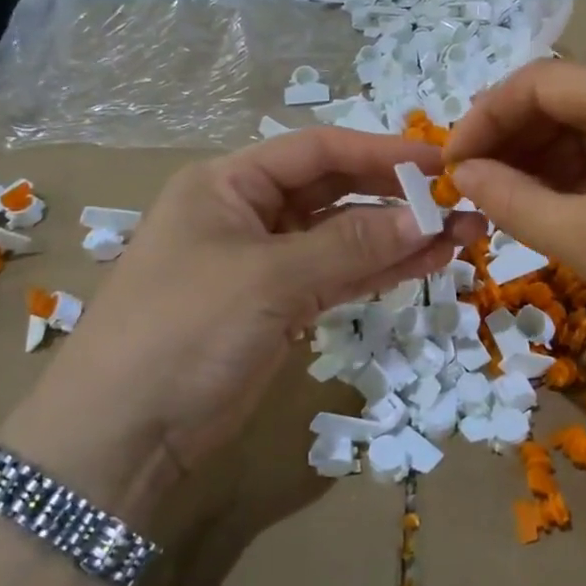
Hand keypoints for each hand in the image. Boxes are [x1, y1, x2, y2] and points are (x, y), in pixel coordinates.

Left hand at [5, 130, 480, 505]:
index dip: (380, 152)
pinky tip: (426, 263)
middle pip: (335, 192)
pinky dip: (379, 271)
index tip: (439, 164)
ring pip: (343, 238)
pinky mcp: (280, 307)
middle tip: (460, 203)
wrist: (123, 435)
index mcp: (228, 183)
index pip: (317, 150)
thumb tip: (428, 219)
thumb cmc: (185, 330)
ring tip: (462, 235)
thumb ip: (351, 245)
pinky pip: (338, 277)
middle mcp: (248, 213)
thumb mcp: (268, 278)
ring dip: (398, 237)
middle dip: (396, 197)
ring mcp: (266, 263)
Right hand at [446, 61, 585, 400]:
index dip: (485, 119)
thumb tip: (462, 174)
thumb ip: (515, 200)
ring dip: (546, 162)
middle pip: (570, 101)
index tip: (449, 166)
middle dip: (514, 141)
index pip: (542, 83)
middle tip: (472, 188)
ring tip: (507, 203)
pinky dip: (584, 178)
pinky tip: (558, 208)